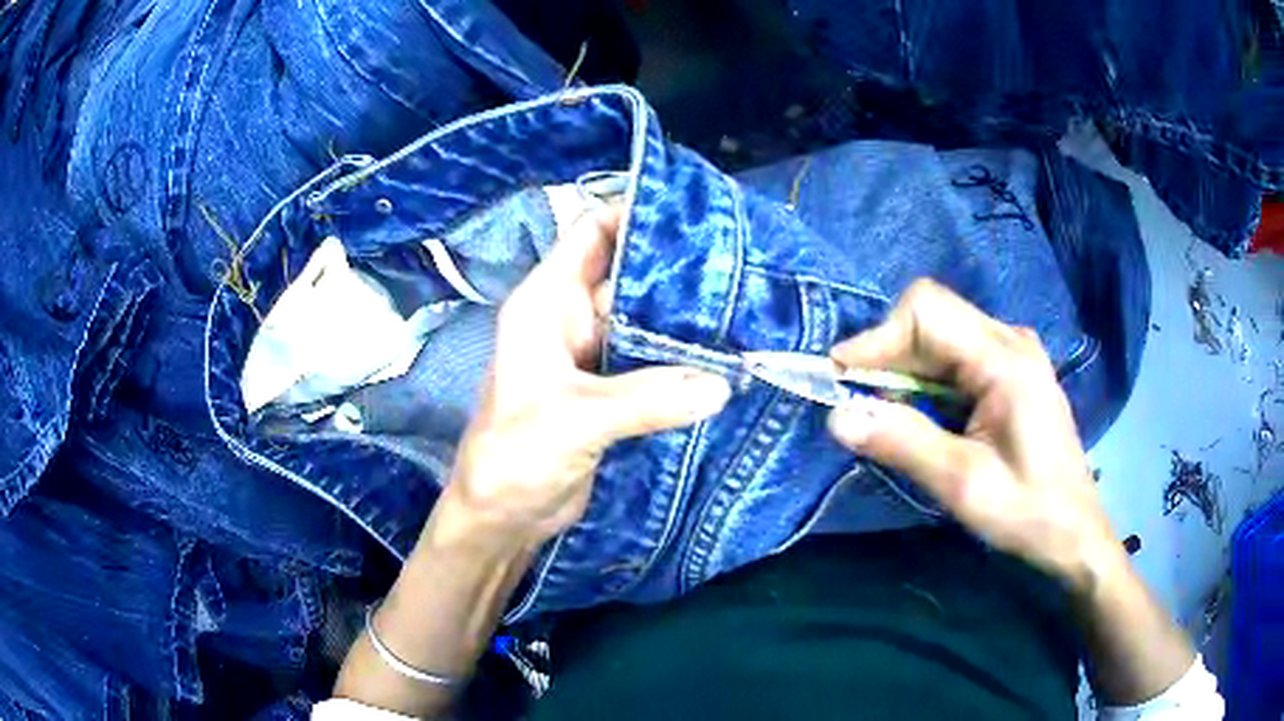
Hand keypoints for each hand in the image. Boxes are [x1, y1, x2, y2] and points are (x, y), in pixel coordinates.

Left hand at [439, 205, 731, 546]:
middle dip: (676, 265)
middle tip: (741, 261)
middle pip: (628, 272)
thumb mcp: (575, 419)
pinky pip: (652, 358)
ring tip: (744, 303)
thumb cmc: (515, 456)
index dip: (636, 213)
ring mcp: (593, 354)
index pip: (591, 233)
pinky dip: (683, 355)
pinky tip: (724, 353)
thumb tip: (722, 384)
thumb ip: (647, 398)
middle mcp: (570, 317)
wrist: (503, 515)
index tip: (696, 213)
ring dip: (684, 313)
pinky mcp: (611, 390)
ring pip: (644, 317)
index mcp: (546, 302)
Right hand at [826, 279, 1119, 589]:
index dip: (876, 338)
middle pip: (932, 317)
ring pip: (941, 335)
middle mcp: (1009, 340)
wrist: (1074, 532)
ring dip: (904, 367)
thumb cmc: (1028, 512)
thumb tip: (836, 416)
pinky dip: (925, 379)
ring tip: (881, 413)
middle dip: (887, 353)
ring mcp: (1013, 353)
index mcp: (1005, 359)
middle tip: (857, 403)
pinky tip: (918, 414)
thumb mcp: (963, 485)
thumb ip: (903, 443)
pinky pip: (955, 356)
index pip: (927, 311)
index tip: (839, 379)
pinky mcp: (1010, 371)